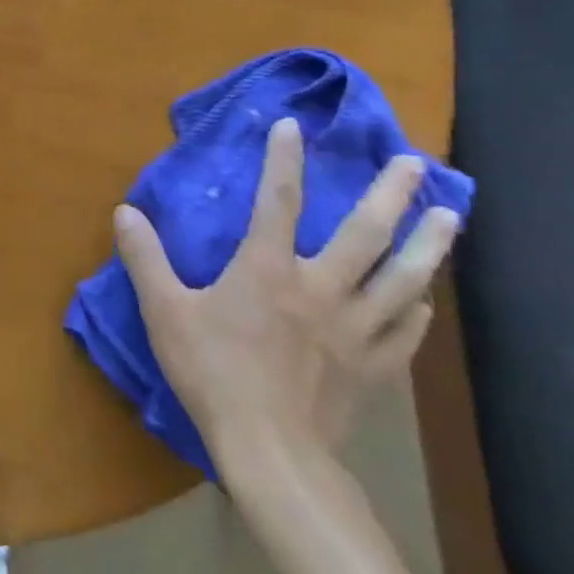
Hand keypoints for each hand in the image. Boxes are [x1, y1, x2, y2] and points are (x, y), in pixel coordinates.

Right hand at [114, 118, 459, 464]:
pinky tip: (424, 299)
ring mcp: (356, 329)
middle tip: (414, 163)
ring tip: (448, 217)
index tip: (293, 125)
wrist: (269, 448)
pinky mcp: (375, 367)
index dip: (283, 159)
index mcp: (268, 269)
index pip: (278, 200)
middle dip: (390, 193)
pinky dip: (417, 308)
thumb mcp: (164, 310)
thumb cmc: (211, 370)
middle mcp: (321, 288)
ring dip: (428, 244)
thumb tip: (124, 212)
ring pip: (402, 278)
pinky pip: (406, 330)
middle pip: (366, 233)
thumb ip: (145, 258)